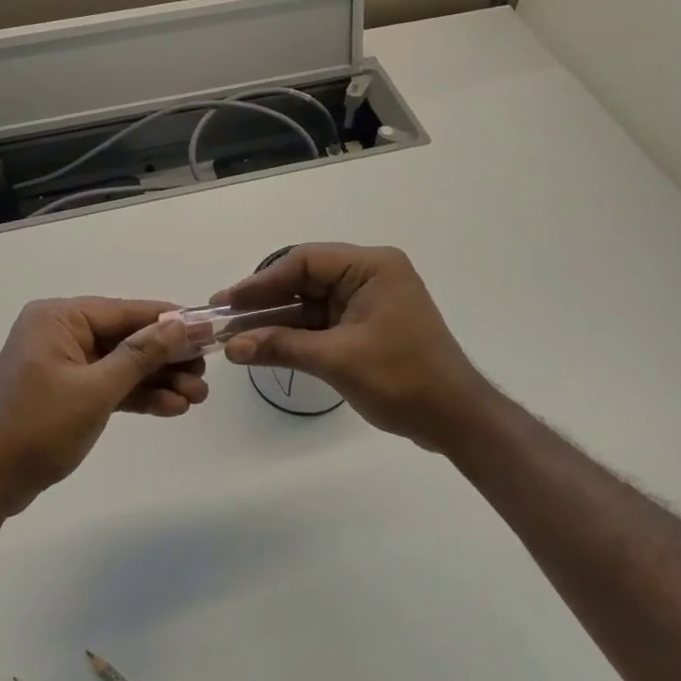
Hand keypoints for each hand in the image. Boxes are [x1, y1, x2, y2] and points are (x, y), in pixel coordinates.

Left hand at [0, 298, 205, 517]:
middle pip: (127, 338)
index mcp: (59, 318)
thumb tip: (181, 324)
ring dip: (158, 381)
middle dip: (167, 358)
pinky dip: (137, 396)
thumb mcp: (96, 390)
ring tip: (198, 397)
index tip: (208, 329)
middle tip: (205, 373)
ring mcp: (63, 364)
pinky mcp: (67, 392)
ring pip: (122, 365)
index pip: (125, 312)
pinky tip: (172, 407)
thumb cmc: (37, 427)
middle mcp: (61, 333)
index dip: (169, 322)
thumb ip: (141, 355)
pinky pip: (109, 386)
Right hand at [215, 244, 494, 451]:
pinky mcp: (368, 325)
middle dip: (266, 300)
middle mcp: (371, 274)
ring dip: (278, 319)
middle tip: (225, 316)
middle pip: (306, 278)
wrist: (455, 419)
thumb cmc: (402, 379)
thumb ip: (281, 346)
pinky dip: (297, 333)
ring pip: (311, 301)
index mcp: (371, 267)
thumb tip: (231, 346)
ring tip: (236, 333)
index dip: (262, 281)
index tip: (228, 301)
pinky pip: (323, 321)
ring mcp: (370, 300)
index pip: (306, 261)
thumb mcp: (336, 359)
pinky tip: (265, 344)